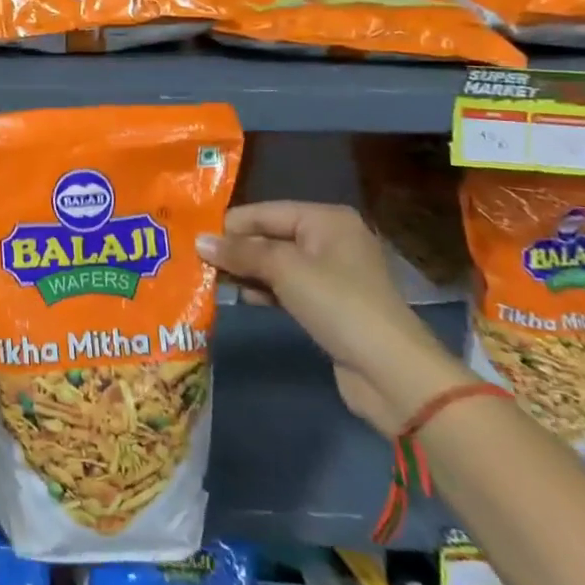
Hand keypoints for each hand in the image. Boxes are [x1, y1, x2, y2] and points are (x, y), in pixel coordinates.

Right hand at [198, 202, 473, 436]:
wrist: (391, 372)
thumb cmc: (338, 304)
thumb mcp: (284, 270)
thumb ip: (240, 252)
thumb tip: (199, 240)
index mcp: (325, 219)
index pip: (265, 212)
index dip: (230, 225)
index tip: (193, 237)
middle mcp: (330, 239)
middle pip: (270, 236)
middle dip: (237, 249)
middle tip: (196, 260)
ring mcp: (331, 274)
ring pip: (277, 264)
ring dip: (247, 272)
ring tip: (210, 279)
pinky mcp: (329, 305)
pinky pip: (287, 287)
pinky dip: (264, 290)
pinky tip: (240, 298)